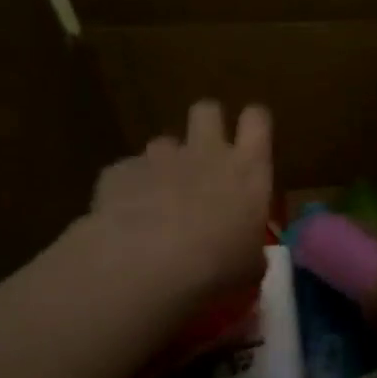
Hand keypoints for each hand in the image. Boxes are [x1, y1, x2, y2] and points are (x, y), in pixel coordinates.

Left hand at [78, 101, 272, 301]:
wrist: (146, 265)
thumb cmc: (218, 267)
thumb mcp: (251, 265)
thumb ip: (251, 248)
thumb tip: (247, 252)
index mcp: (248, 170)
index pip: (257, 120)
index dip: (253, 124)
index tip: (251, 140)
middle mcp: (205, 152)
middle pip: (207, 110)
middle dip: (207, 125)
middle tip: (206, 156)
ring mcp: (159, 157)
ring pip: (164, 142)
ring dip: (165, 164)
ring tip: (160, 200)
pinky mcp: (119, 171)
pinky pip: (127, 172)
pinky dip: (129, 190)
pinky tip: (126, 220)